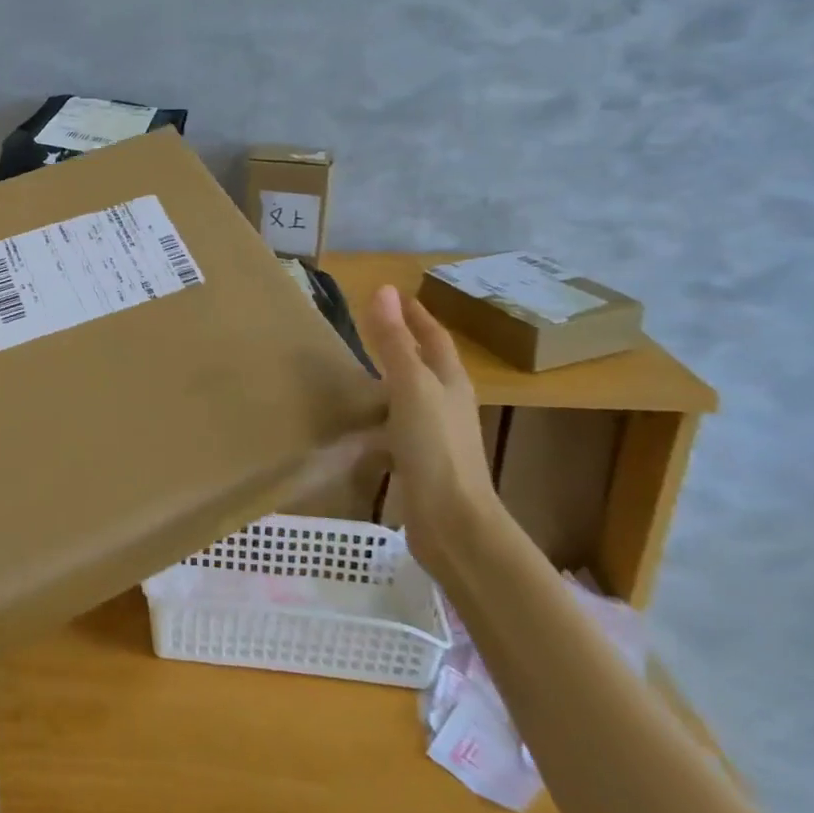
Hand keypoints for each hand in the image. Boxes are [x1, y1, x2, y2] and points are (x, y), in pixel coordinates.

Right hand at [367, 286, 500, 568]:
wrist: (453, 522)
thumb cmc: (434, 446)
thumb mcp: (410, 386)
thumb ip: (395, 341)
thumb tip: (384, 290)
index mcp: (450, 381)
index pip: (434, 337)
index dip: (416, 315)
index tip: (394, 295)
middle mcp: (448, 404)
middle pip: (427, 364)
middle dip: (405, 344)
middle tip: (371, 327)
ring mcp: (437, 436)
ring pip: (413, 396)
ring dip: (392, 380)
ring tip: (361, 370)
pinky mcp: (422, 463)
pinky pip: (399, 427)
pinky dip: (382, 416)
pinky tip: (362, 423)